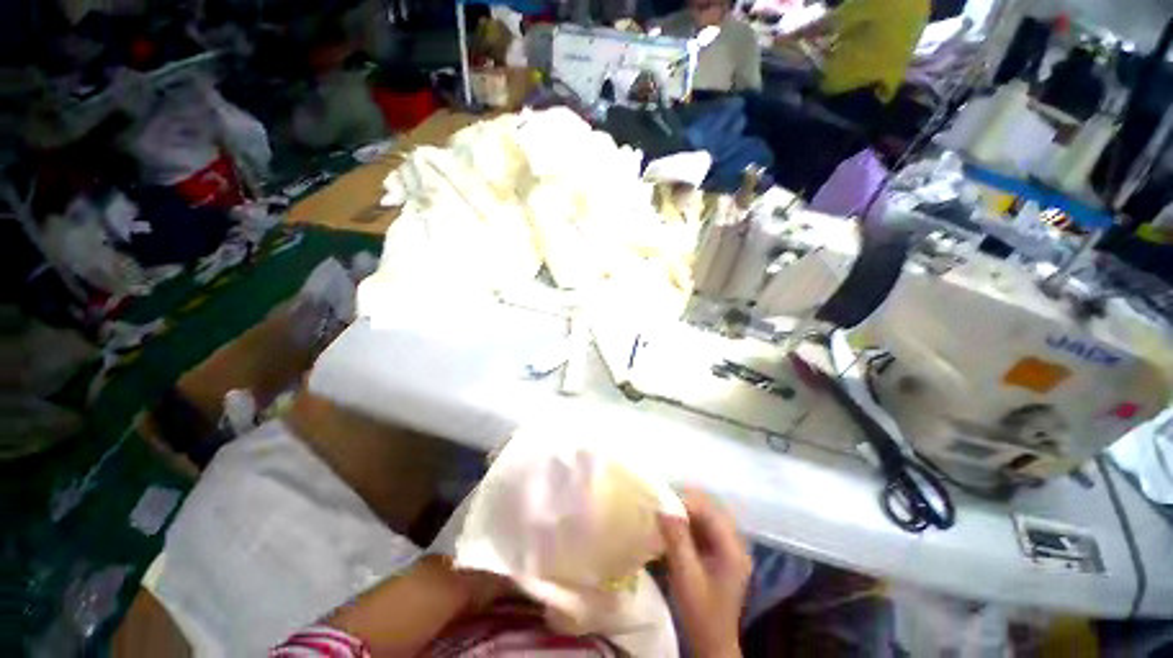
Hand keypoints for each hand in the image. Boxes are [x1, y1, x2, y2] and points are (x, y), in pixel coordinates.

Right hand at [658, 490, 750, 657]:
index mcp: (733, 549)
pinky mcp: (720, 554)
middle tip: (661, 502)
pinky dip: (688, 523)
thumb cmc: (700, 612)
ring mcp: (729, 549)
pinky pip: (704, 528)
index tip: (662, 499)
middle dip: (685, 503)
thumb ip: (676, 540)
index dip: (686, 501)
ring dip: (686, 512)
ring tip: (664, 510)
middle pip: (710, 510)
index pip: (710, 512)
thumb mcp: (686, 577)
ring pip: (706, 517)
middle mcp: (735, 543)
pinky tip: (673, 526)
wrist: (712, 643)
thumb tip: (662, 508)